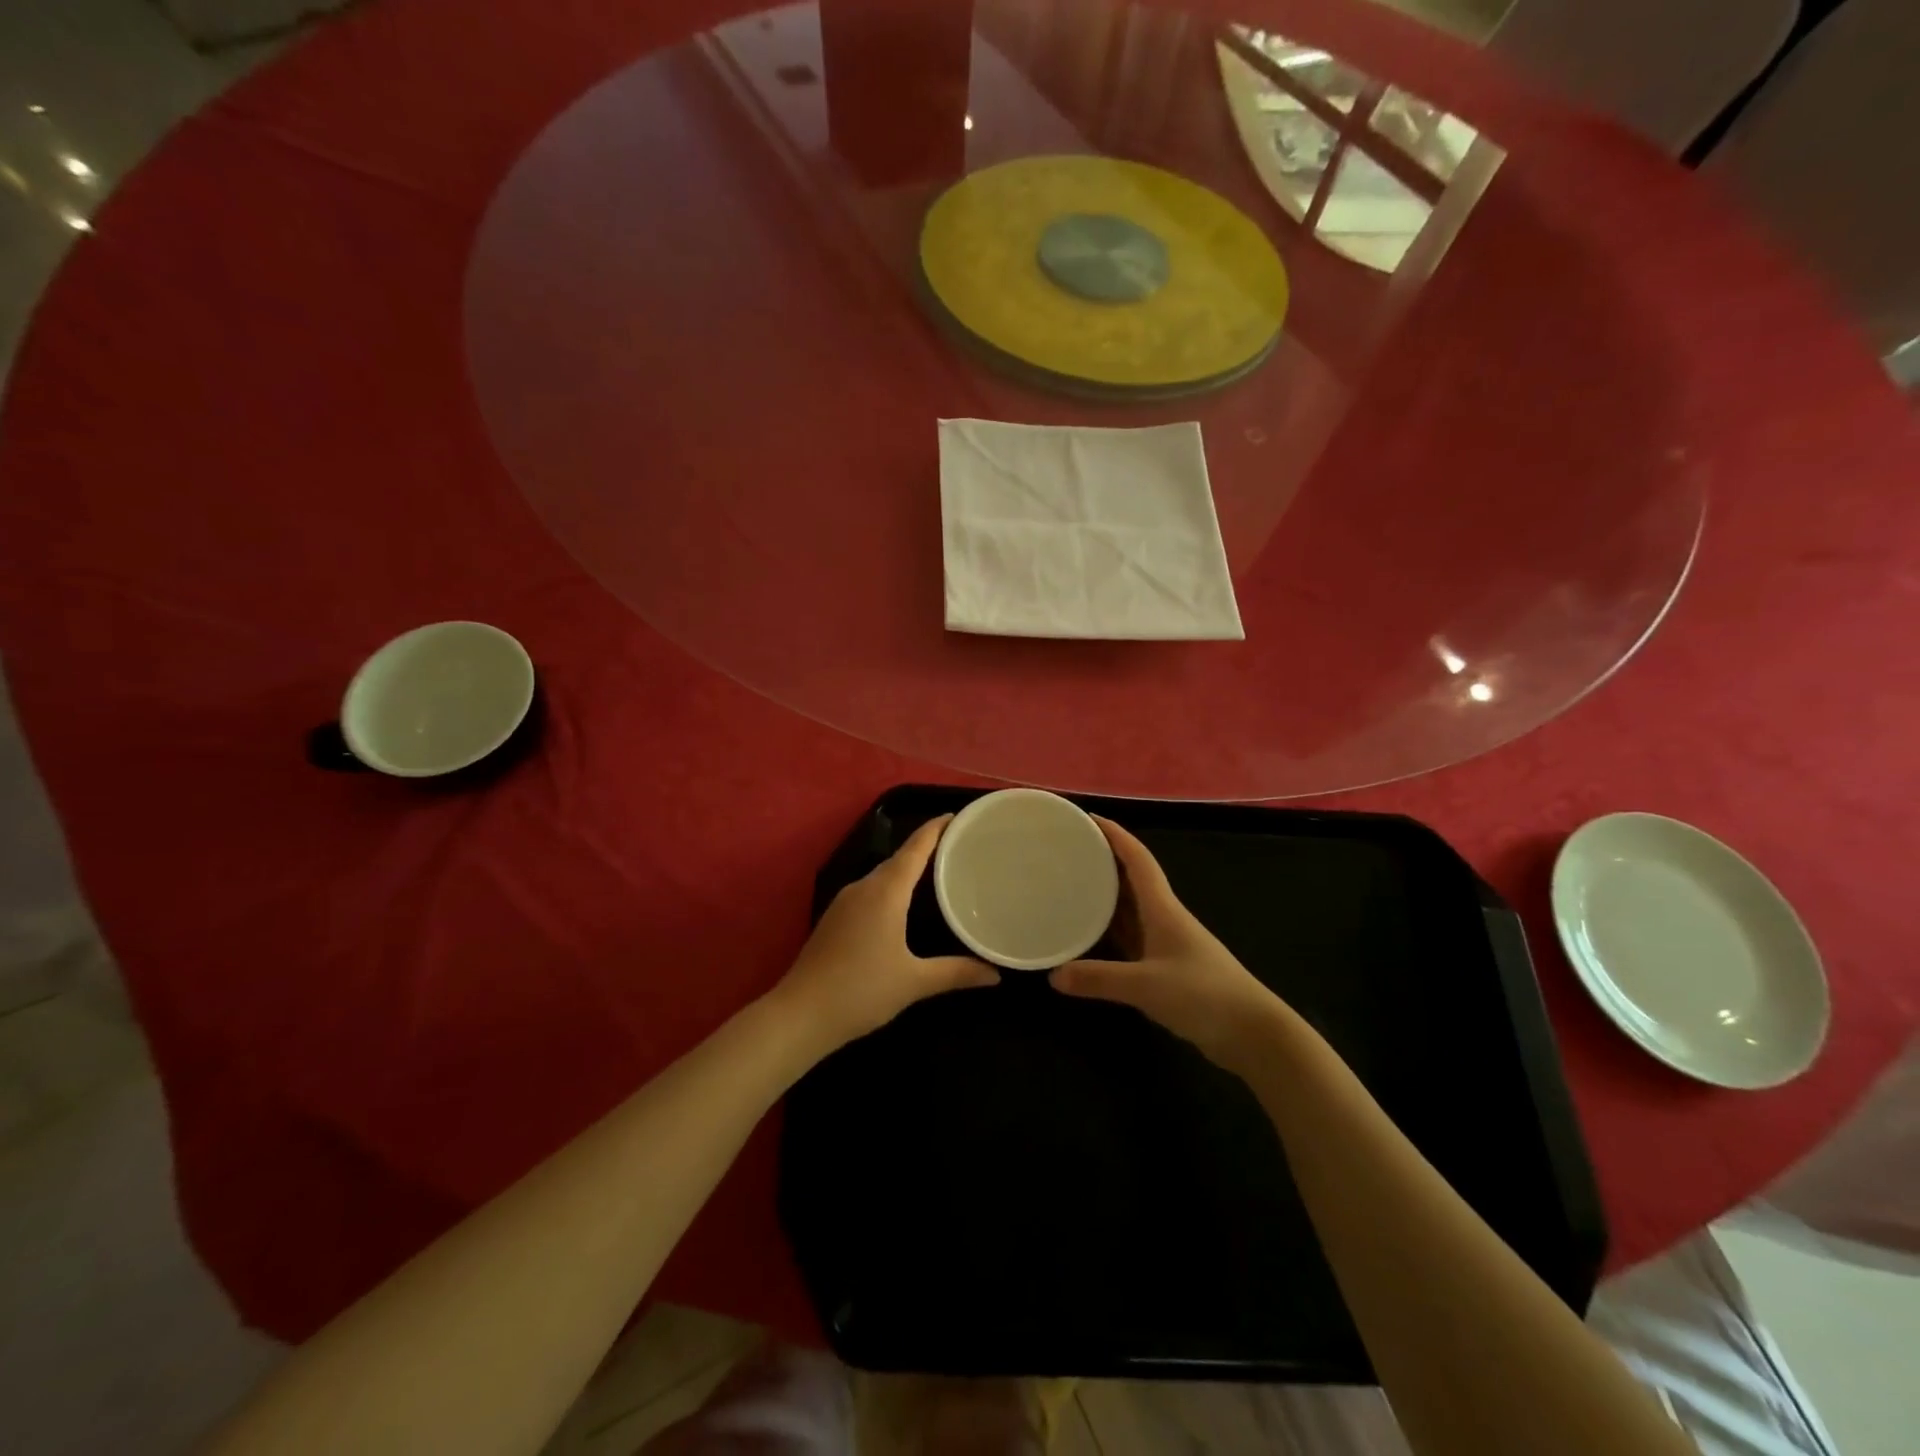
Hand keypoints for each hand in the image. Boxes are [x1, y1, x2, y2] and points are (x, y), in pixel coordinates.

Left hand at [773, 816, 998, 1053]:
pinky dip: (891, 888)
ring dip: (907, 869)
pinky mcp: (834, 918)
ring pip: (882, 875)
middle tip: (958, 848)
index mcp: (885, 891)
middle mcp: (863, 887)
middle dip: (926, 848)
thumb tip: (995, 974)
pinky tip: (903, 905)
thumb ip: (956, 973)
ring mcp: (844, 902)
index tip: (957, 816)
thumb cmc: (862, 990)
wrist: (800, 1014)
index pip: (915, 848)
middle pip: (899, 858)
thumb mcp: (915, 982)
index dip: (935, 829)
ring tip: (937, 873)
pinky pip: (870, 891)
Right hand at [1049, 818, 1282, 1072]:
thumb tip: (1053, 975)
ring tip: (1070, 884)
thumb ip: (1099, 979)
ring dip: (1105, 894)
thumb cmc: (1203, 995)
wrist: (1252, 1033)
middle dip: (1103, 860)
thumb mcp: (1146, 986)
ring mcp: (1167, 942)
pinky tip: (1090, 933)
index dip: (1115, 835)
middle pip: (1131, 879)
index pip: (1138, 859)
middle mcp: (1164, 917)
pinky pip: (1131, 937)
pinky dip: (1110, 929)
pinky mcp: (1167, 967)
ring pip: (1130, 908)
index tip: (1088, 818)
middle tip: (1068, 851)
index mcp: (1163, 908)